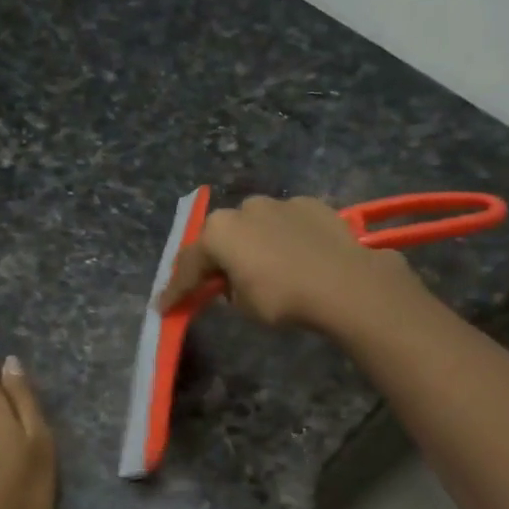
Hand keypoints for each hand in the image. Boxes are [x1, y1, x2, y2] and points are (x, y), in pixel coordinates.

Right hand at [156, 195, 422, 331]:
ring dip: (253, 244)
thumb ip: (230, 290)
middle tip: (216, 283)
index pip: (189, 265)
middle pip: (222, 237)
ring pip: (256, 225)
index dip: (176, 290)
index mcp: (219, 232)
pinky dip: (284, 238)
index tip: (164, 306)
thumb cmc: (283, 298)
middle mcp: (244, 208)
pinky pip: (287, 224)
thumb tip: (235, 283)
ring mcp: (280, 203)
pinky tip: (296, 256)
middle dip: (216, 259)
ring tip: (264, 268)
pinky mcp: (311, 204)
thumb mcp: (245, 306)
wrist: (344, 283)